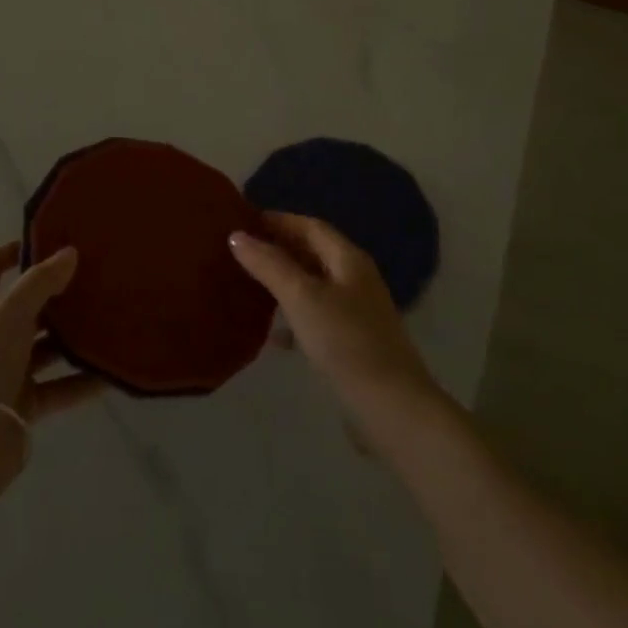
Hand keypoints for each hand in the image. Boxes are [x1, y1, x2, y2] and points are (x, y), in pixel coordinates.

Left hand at [0, 242, 101, 431]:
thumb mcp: (8, 315)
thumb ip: (39, 283)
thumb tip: (68, 252)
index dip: (14, 250)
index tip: (52, 242)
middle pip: (23, 307)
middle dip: (55, 295)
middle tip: (95, 280)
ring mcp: (4, 372)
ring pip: (44, 348)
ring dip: (72, 338)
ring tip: (110, 322)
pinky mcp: (22, 405)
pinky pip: (57, 387)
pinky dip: (81, 382)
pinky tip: (110, 374)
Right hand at [229, 213, 438, 423]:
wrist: (390, 407)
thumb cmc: (345, 341)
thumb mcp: (301, 297)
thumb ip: (269, 264)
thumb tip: (237, 236)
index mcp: (348, 260)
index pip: (310, 226)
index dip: (279, 220)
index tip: (243, 220)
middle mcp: (355, 280)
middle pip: (313, 253)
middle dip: (279, 248)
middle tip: (240, 250)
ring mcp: (355, 313)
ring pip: (312, 286)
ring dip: (283, 281)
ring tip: (248, 283)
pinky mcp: (351, 344)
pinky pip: (315, 317)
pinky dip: (292, 317)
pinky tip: (271, 333)